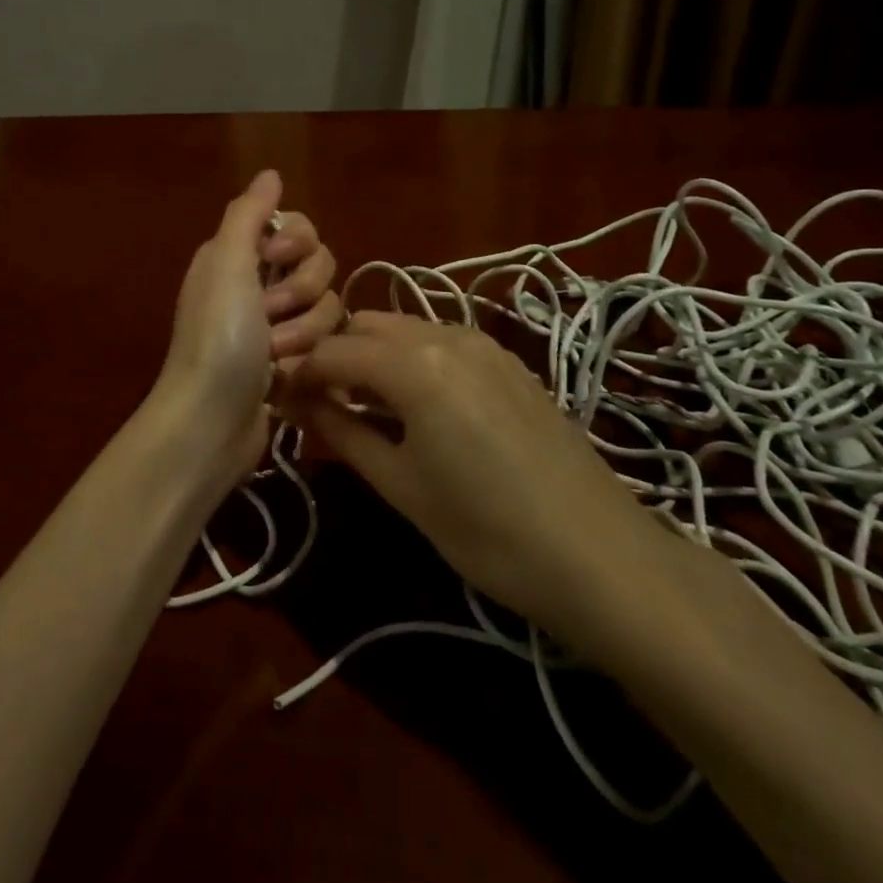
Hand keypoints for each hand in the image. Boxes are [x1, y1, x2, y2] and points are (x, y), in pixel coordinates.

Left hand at [149, 170, 341, 488]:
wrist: (210, 421)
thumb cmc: (217, 336)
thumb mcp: (226, 263)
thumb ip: (249, 213)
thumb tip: (270, 173)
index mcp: (238, 256)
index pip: (297, 227)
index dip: (298, 242)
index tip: (276, 259)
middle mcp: (257, 284)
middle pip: (319, 266)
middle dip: (302, 291)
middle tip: (269, 314)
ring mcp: (275, 326)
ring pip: (327, 307)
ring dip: (304, 331)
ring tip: (275, 354)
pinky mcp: (292, 361)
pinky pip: (324, 343)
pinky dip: (308, 357)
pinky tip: (287, 375)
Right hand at [287, 312, 681, 657]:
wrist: (601, 556)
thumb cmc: (487, 530)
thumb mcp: (401, 486)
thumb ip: (343, 433)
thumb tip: (298, 405)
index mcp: (412, 363)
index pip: (332, 351)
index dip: (299, 374)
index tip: (281, 400)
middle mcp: (445, 333)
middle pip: (366, 326)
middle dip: (335, 356)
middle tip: (319, 404)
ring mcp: (483, 343)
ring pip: (404, 328)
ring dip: (373, 355)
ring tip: (363, 406)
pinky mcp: (508, 361)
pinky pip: (441, 341)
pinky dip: (412, 359)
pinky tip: (416, 405)